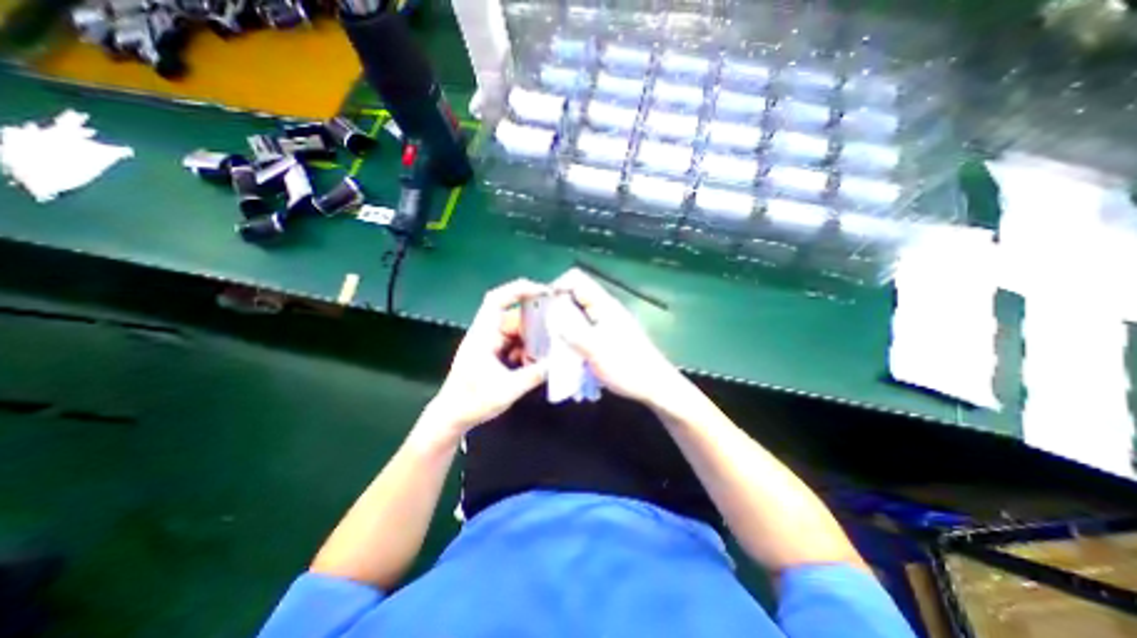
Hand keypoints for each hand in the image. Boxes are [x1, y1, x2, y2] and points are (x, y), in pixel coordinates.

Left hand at [423, 278, 551, 438]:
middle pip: (513, 315)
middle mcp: (486, 333)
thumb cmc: (471, 402)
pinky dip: (526, 349)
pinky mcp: (493, 352)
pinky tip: (534, 361)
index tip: (542, 291)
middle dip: (534, 319)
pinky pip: (514, 342)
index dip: (518, 289)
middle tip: (556, 324)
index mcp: (483, 335)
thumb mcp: (505, 391)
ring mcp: (489, 342)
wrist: (451, 417)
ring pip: (516, 330)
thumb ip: (532, 376)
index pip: (497, 300)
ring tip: (549, 347)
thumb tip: (556, 363)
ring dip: (531, 338)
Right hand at [551, 269, 683, 407]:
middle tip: (542, 329)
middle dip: (556, 308)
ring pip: (577, 314)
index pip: (575, 279)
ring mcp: (606, 323)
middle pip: (574, 296)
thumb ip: (571, 330)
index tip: (542, 308)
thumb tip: (549, 314)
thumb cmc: (627, 367)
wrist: (654, 387)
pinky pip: (583, 329)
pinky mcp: (607, 336)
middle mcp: (604, 309)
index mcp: (603, 305)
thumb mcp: (595, 349)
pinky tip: (566, 352)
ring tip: (551, 342)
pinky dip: (572, 336)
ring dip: (563, 325)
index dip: (556, 287)